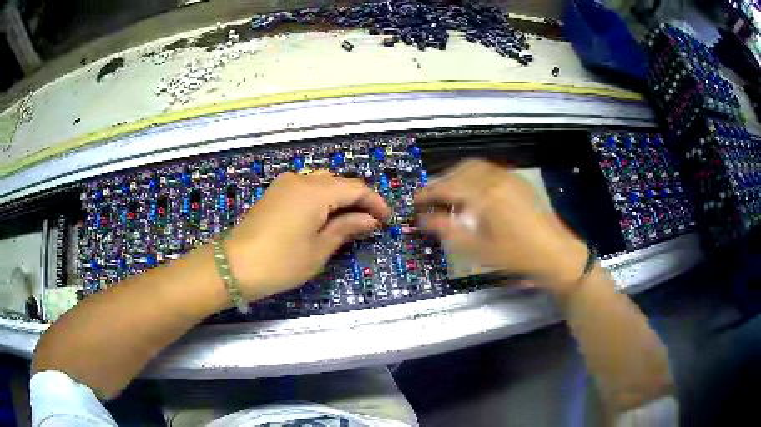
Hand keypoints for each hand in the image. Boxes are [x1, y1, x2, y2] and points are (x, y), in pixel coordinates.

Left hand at [224, 171, 389, 299]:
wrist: (233, 265)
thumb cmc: (280, 262)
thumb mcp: (319, 249)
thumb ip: (346, 228)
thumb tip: (369, 220)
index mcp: (316, 191)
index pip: (356, 189)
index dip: (375, 203)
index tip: (386, 220)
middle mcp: (301, 180)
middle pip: (339, 183)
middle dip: (358, 200)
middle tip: (369, 223)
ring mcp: (285, 184)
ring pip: (322, 183)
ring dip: (339, 199)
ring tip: (348, 221)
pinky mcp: (275, 193)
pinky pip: (306, 188)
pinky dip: (321, 199)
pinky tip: (323, 217)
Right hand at [414, 159, 589, 294]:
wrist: (555, 253)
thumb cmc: (516, 256)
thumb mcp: (478, 249)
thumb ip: (448, 231)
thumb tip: (424, 220)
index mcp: (485, 194)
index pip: (447, 187)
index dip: (427, 194)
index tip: (414, 202)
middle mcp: (496, 178)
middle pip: (459, 171)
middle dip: (441, 182)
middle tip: (431, 200)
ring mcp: (509, 177)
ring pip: (475, 167)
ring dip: (458, 177)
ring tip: (450, 195)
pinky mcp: (518, 181)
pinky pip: (489, 171)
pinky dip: (474, 177)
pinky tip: (475, 194)